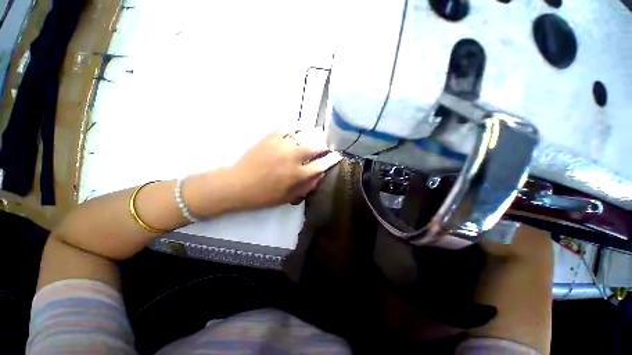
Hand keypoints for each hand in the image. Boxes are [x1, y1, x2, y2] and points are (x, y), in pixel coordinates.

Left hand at [229, 128, 341, 209]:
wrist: (238, 185)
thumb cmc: (264, 195)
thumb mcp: (288, 197)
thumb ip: (306, 186)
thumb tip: (320, 174)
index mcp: (297, 174)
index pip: (321, 164)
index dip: (332, 159)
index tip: (337, 155)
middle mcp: (293, 157)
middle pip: (315, 146)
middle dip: (324, 145)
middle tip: (325, 146)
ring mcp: (281, 145)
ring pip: (303, 134)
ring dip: (312, 135)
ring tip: (314, 136)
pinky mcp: (270, 137)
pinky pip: (287, 126)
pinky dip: (295, 126)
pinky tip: (297, 129)